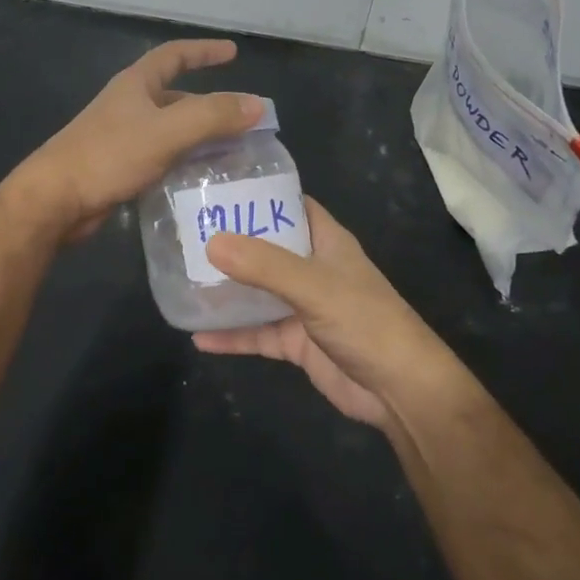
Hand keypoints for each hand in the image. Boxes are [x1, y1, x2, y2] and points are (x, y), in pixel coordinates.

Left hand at [14, 39, 262, 240]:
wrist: (56, 199)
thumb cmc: (109, 156)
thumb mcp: (166, 132)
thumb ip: (212, 116)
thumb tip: (257, 105)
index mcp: (136, 85)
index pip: (174, 55)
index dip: (204, 51)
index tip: (232, 52)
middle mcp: (129, 105)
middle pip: (176, 96)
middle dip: (209, 104)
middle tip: (243, 120)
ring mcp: (122, 137)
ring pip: (170, 129)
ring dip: (199, 136)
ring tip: (232, 152)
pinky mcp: (119, 166)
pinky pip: (161, 156)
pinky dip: (183, 161)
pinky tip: (201, 178)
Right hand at [194, 198, 461, 431]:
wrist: (398, 390)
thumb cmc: (365, 322)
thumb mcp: (314, 286)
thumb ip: (264, 266)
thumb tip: (211, 242)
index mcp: (326, 242)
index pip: (289, 205)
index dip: (257, 195)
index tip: (215, 189)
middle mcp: (312, 269)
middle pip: (266, 247)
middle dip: (231, 242)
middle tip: (184, 232)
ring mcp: (303, 307)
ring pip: (257, 292)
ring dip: (226, 289)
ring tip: (180, 278)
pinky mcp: (296, 342)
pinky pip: (256, 333)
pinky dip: (231, 335)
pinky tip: (197, 336)